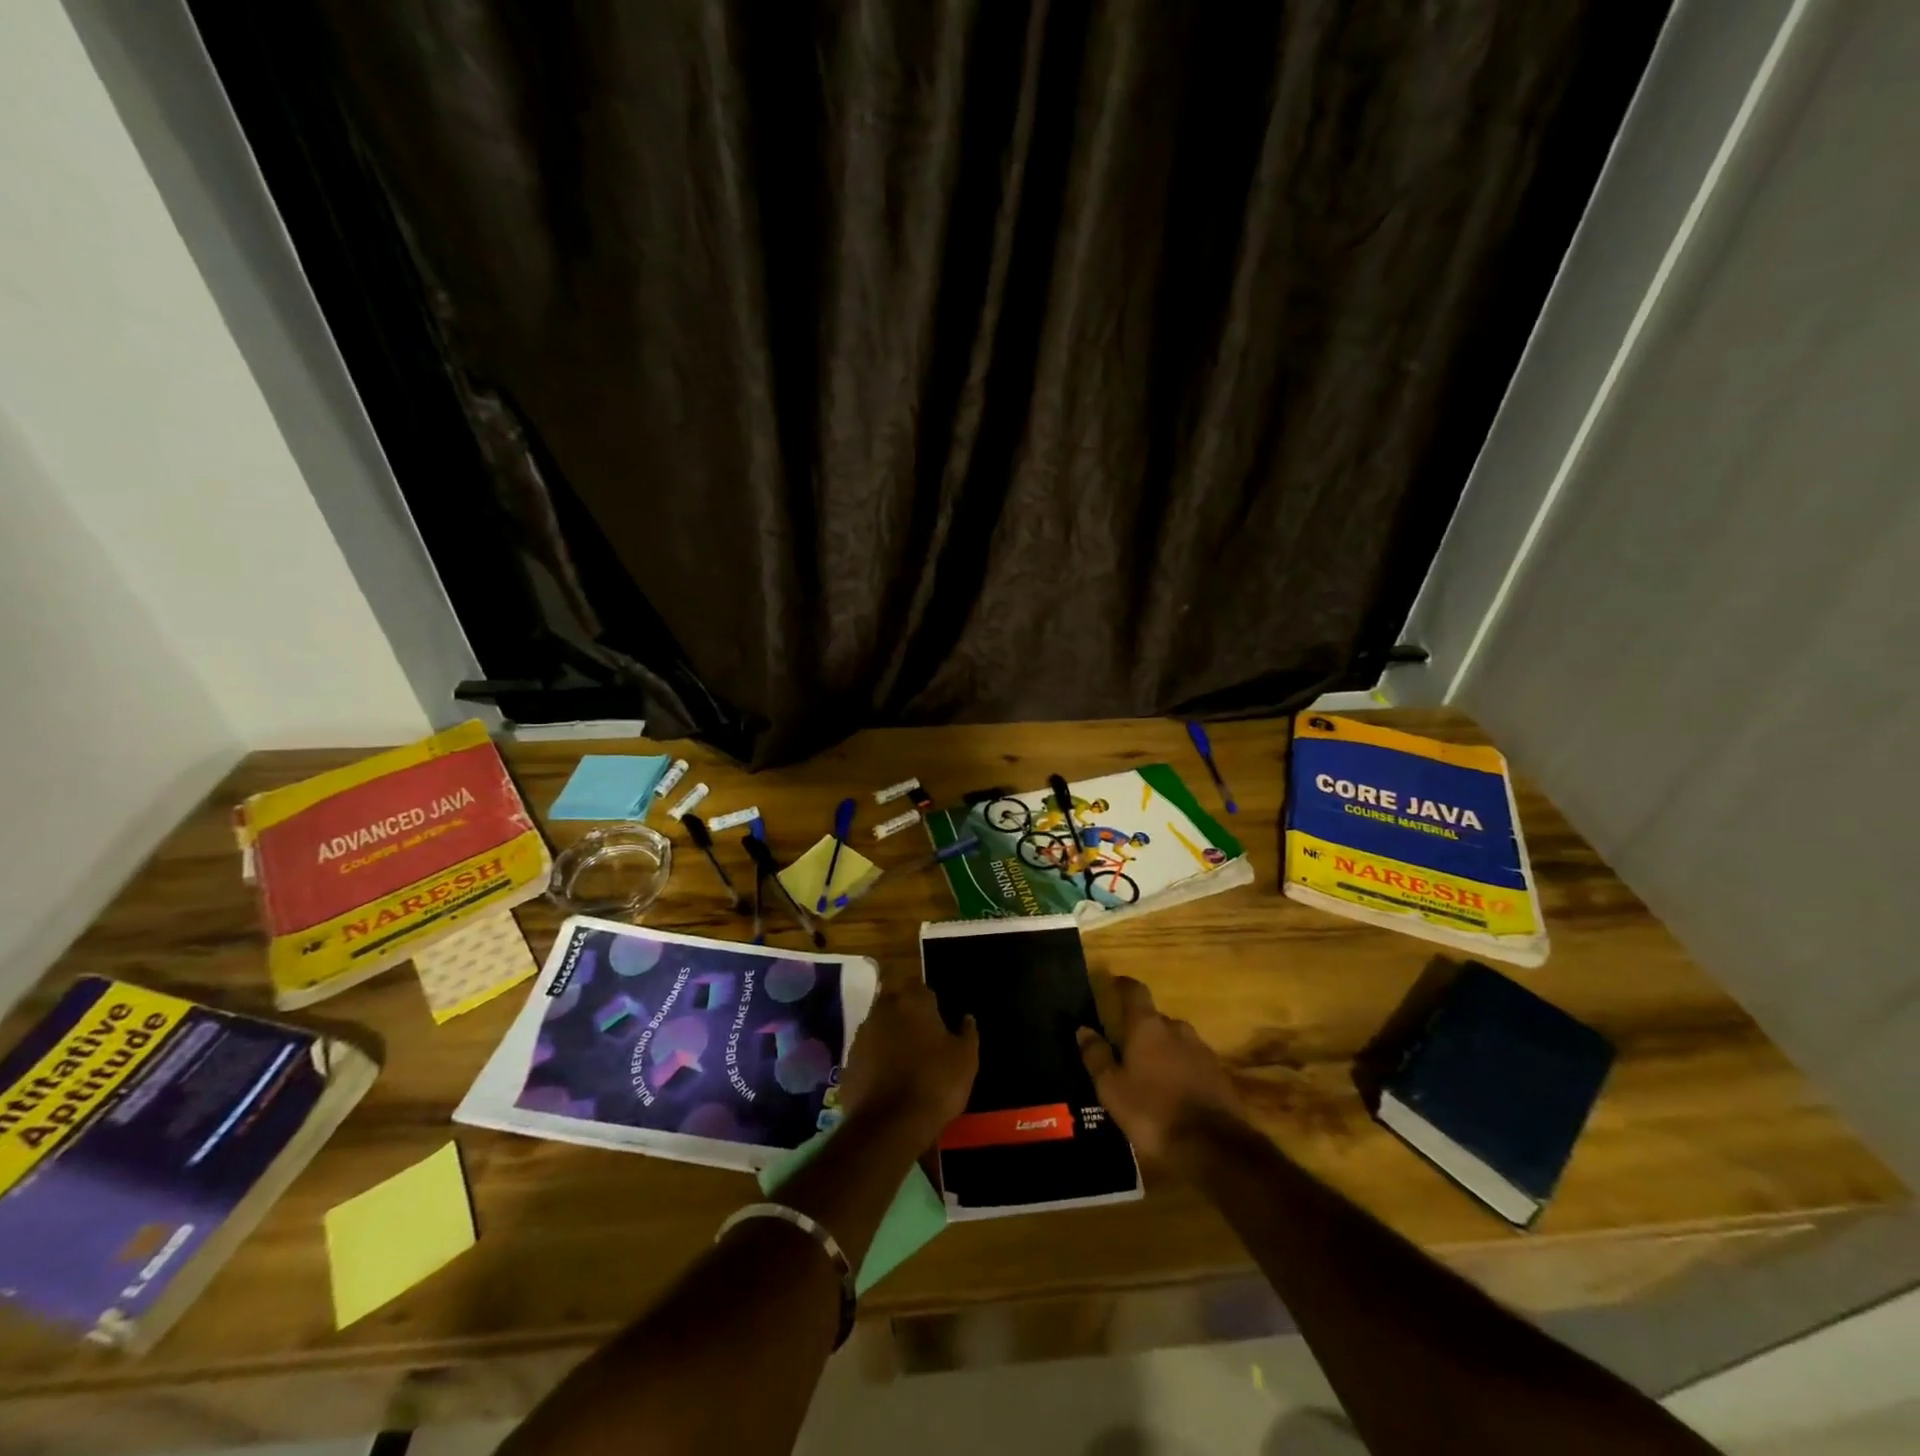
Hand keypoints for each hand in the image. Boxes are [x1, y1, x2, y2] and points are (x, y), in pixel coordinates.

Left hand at [839, 978, 977, 1145]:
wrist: (890, 1125)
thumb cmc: (935, 1083)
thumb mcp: (966, 1059)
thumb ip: (967, 1032)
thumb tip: (966, 1017)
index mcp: (913, 1001)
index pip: (920, 987)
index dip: (928, 1001)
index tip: (937, 1017)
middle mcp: (883, 1010)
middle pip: (894, 1003)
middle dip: (905, 1014)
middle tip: (921, 1037)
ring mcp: (861, 1036)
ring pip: (878, 1027)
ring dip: (888, 1037)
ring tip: (904, 1062)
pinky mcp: (848, 1063)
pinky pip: (866, 1055)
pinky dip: (875, 1062)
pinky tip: (887, 1081)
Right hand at [1078, 976, 1247, 1165]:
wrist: (1213, 1146)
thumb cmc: (1152, 1112)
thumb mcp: (1112, 1088)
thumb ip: (1097, 1056)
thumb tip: (1084, 1029)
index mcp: (1148, 1027)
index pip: (1135, 992)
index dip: (1124, 985)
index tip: (1115, 983)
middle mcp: (1177, 1029)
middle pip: (1156, 1019)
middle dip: (1142, 1029)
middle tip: (1127, 1047)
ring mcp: (1202, 1050)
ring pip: (1176, 1041)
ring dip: (1163, 1050)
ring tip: (1151, 1073)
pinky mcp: (1219, 1074)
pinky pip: (1193, 1062)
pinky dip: (1181, 1069)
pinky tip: (1174, 1091)